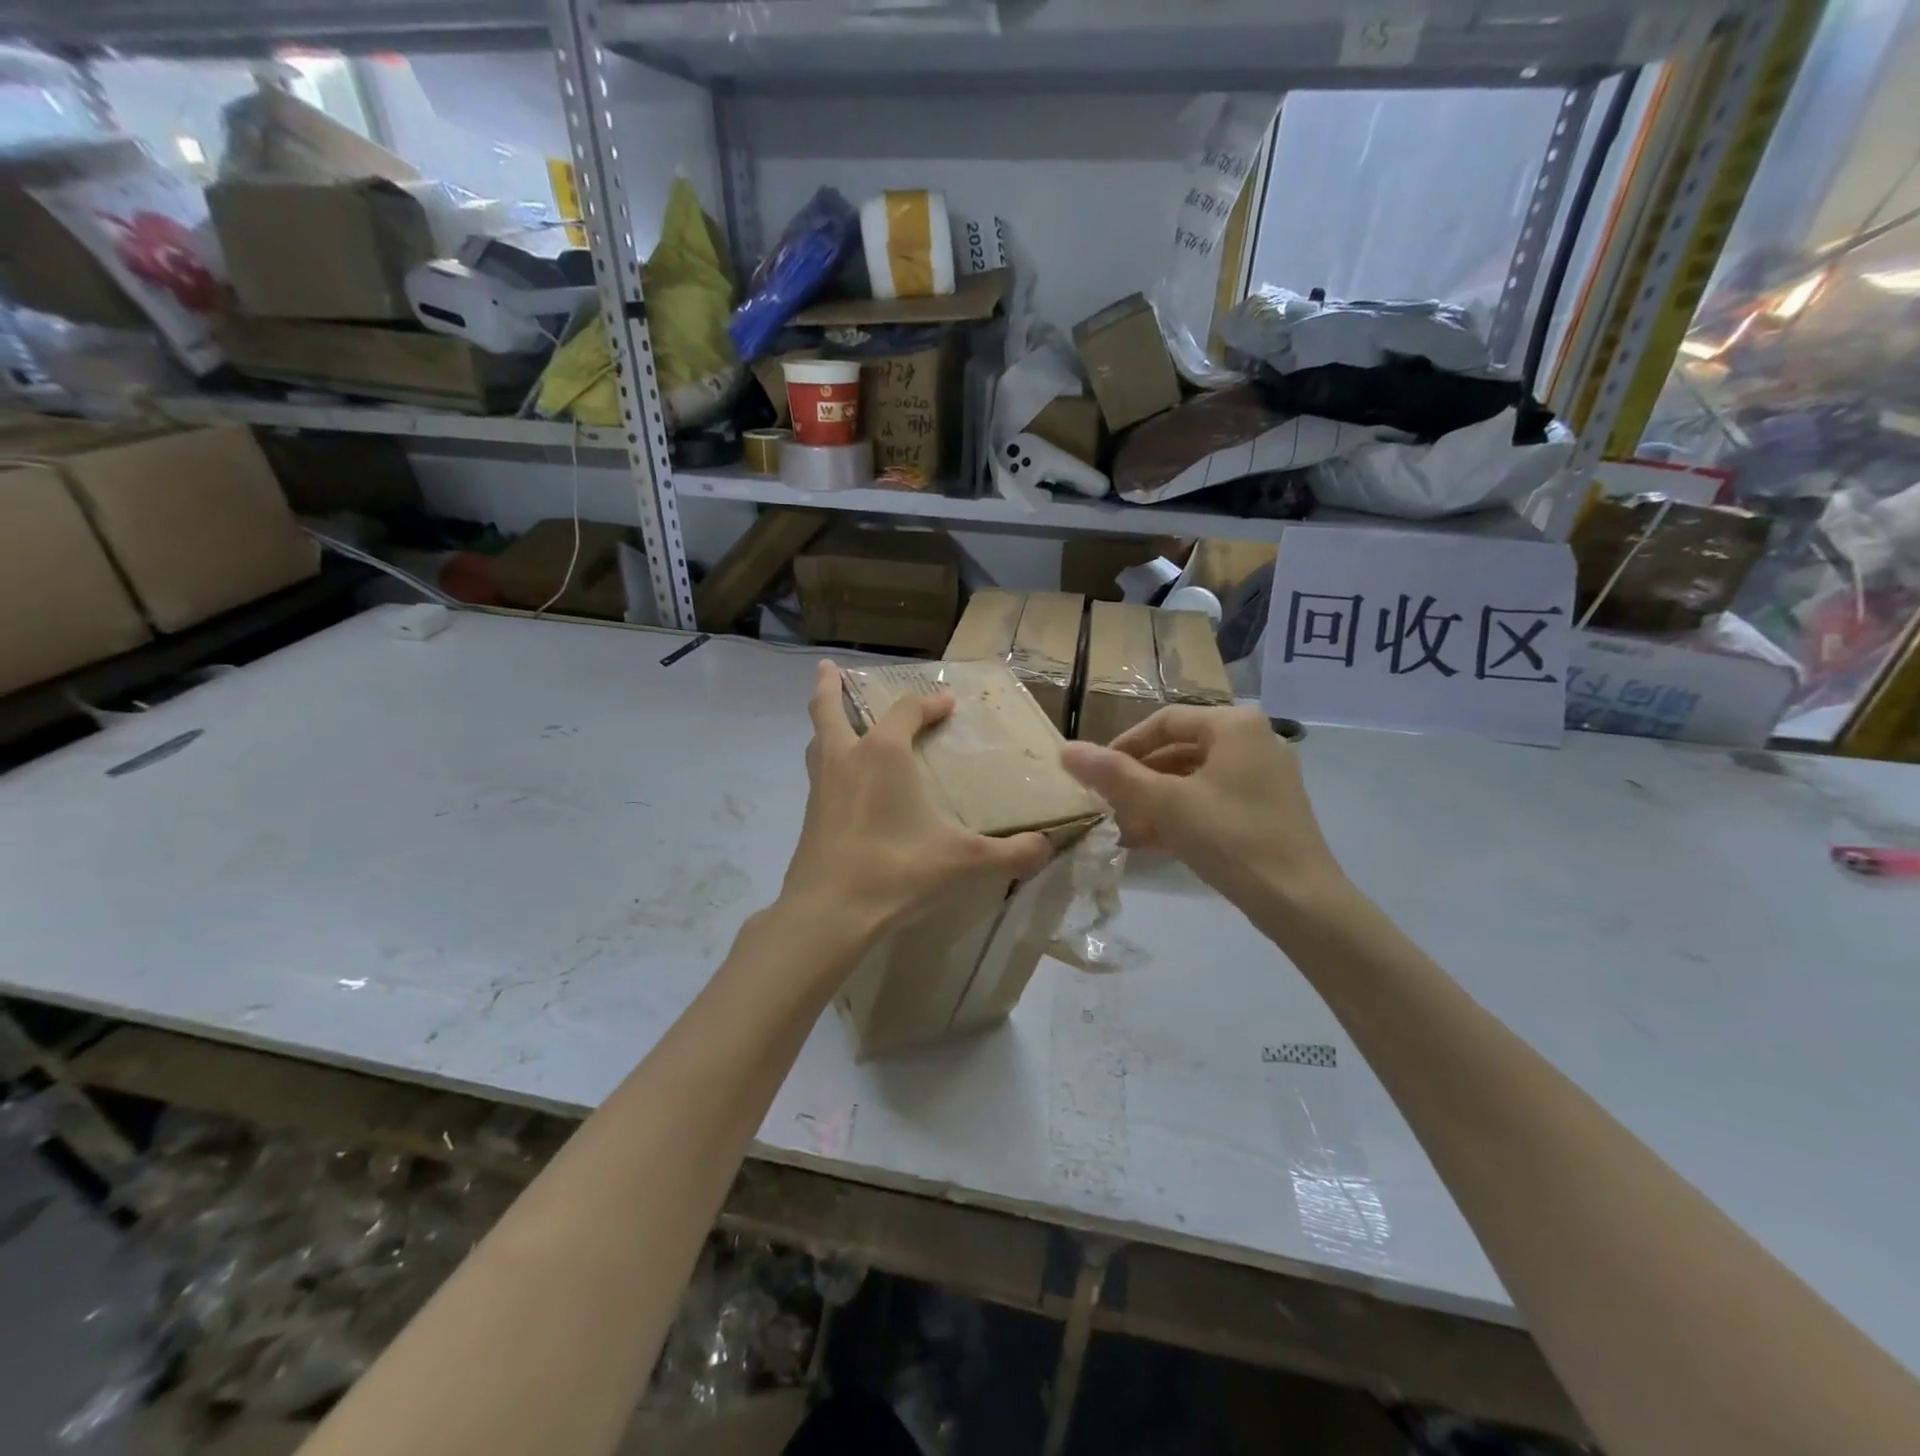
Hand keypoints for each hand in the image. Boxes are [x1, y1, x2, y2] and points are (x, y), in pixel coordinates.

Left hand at [779, 662, 1051, 945]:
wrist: (829, 913)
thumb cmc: (897, 871)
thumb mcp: (965, 862)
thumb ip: (1012, 853)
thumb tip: (1047, 847)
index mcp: (883, 754)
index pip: (907, 710)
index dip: (930, 703)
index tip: (949, 706)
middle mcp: (846, 758)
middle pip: (829, 708)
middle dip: (830, 685)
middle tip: (830, 668)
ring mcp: (820, 786)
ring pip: (817, 740)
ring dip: (825, 723)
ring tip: (835, 721)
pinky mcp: (809, 815)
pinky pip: (817, 773)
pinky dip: (827, 762)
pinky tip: (844, 783)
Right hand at [1059, 706, 1344, 913]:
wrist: (1301, 902)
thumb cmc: (1231, 838)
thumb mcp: (1165, 804)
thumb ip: (1114, 775)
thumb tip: (1067, 750)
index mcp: (1234, 725)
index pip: (1164, 721)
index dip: (1124, 745)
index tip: (1095, 775)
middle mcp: (1255, 740)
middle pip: (1180, 750)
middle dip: (1139, 779)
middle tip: (1107, 805)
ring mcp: (1266, 777)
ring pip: (1195, 779)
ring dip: (1156, 801)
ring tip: (1124, 828)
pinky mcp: (1269, 809)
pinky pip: (1214, 800)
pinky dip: (1182, 815)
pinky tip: (1153, 842)